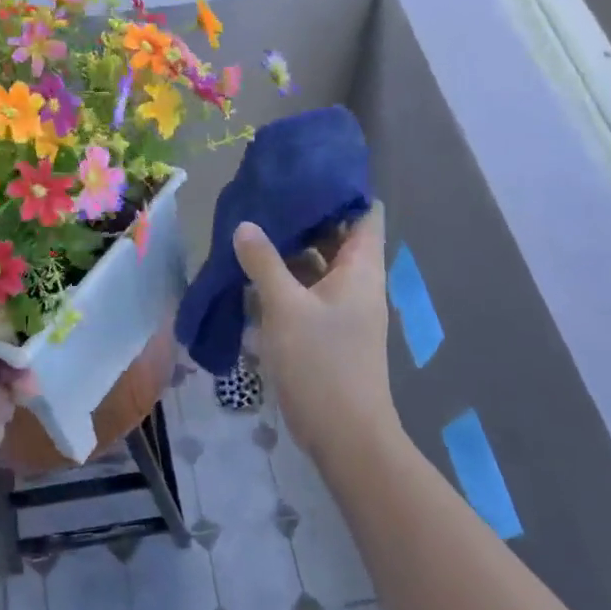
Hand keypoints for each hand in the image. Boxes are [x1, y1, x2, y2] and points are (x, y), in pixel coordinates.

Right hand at [233, 202, 396, 463]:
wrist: (345, 436)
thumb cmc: (322, 363)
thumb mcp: (285, 307)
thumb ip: (264, 262)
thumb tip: (245, 225)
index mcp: (361, 269)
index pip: (365, 214)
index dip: (340, 191)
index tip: (304, 173)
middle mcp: (358, 283)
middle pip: (336, 237)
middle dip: (302, 219)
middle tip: (264, 198)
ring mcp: (344, 309)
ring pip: (318, 267)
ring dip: (288, 252)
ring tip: (250, 230)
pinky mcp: (328, 332)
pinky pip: (307, 294)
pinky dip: (284, 282)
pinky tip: (250, 277)